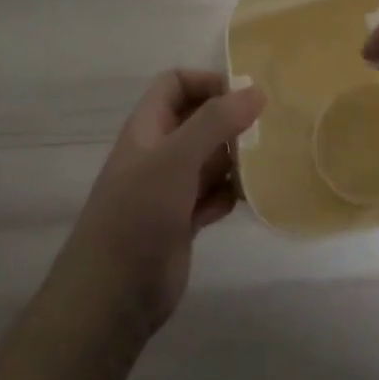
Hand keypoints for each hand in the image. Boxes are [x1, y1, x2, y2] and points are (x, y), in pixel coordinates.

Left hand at [50, 71, 264, 348]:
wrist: (111, 296)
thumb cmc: (137, 215)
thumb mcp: (176, 159)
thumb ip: (215, 122)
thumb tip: (256, 90)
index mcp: (147, 128)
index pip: (176, 84)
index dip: (207, 82)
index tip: (245, 96)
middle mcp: (158, 153)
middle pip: (198, 120)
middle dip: (230, 121)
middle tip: (267, 129)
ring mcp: (170, 189)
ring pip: (209, 159)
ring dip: (235, 159)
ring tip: (265, 163)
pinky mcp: (182, 222)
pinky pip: (214, 195)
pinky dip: (230, 194)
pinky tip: (248, 199)